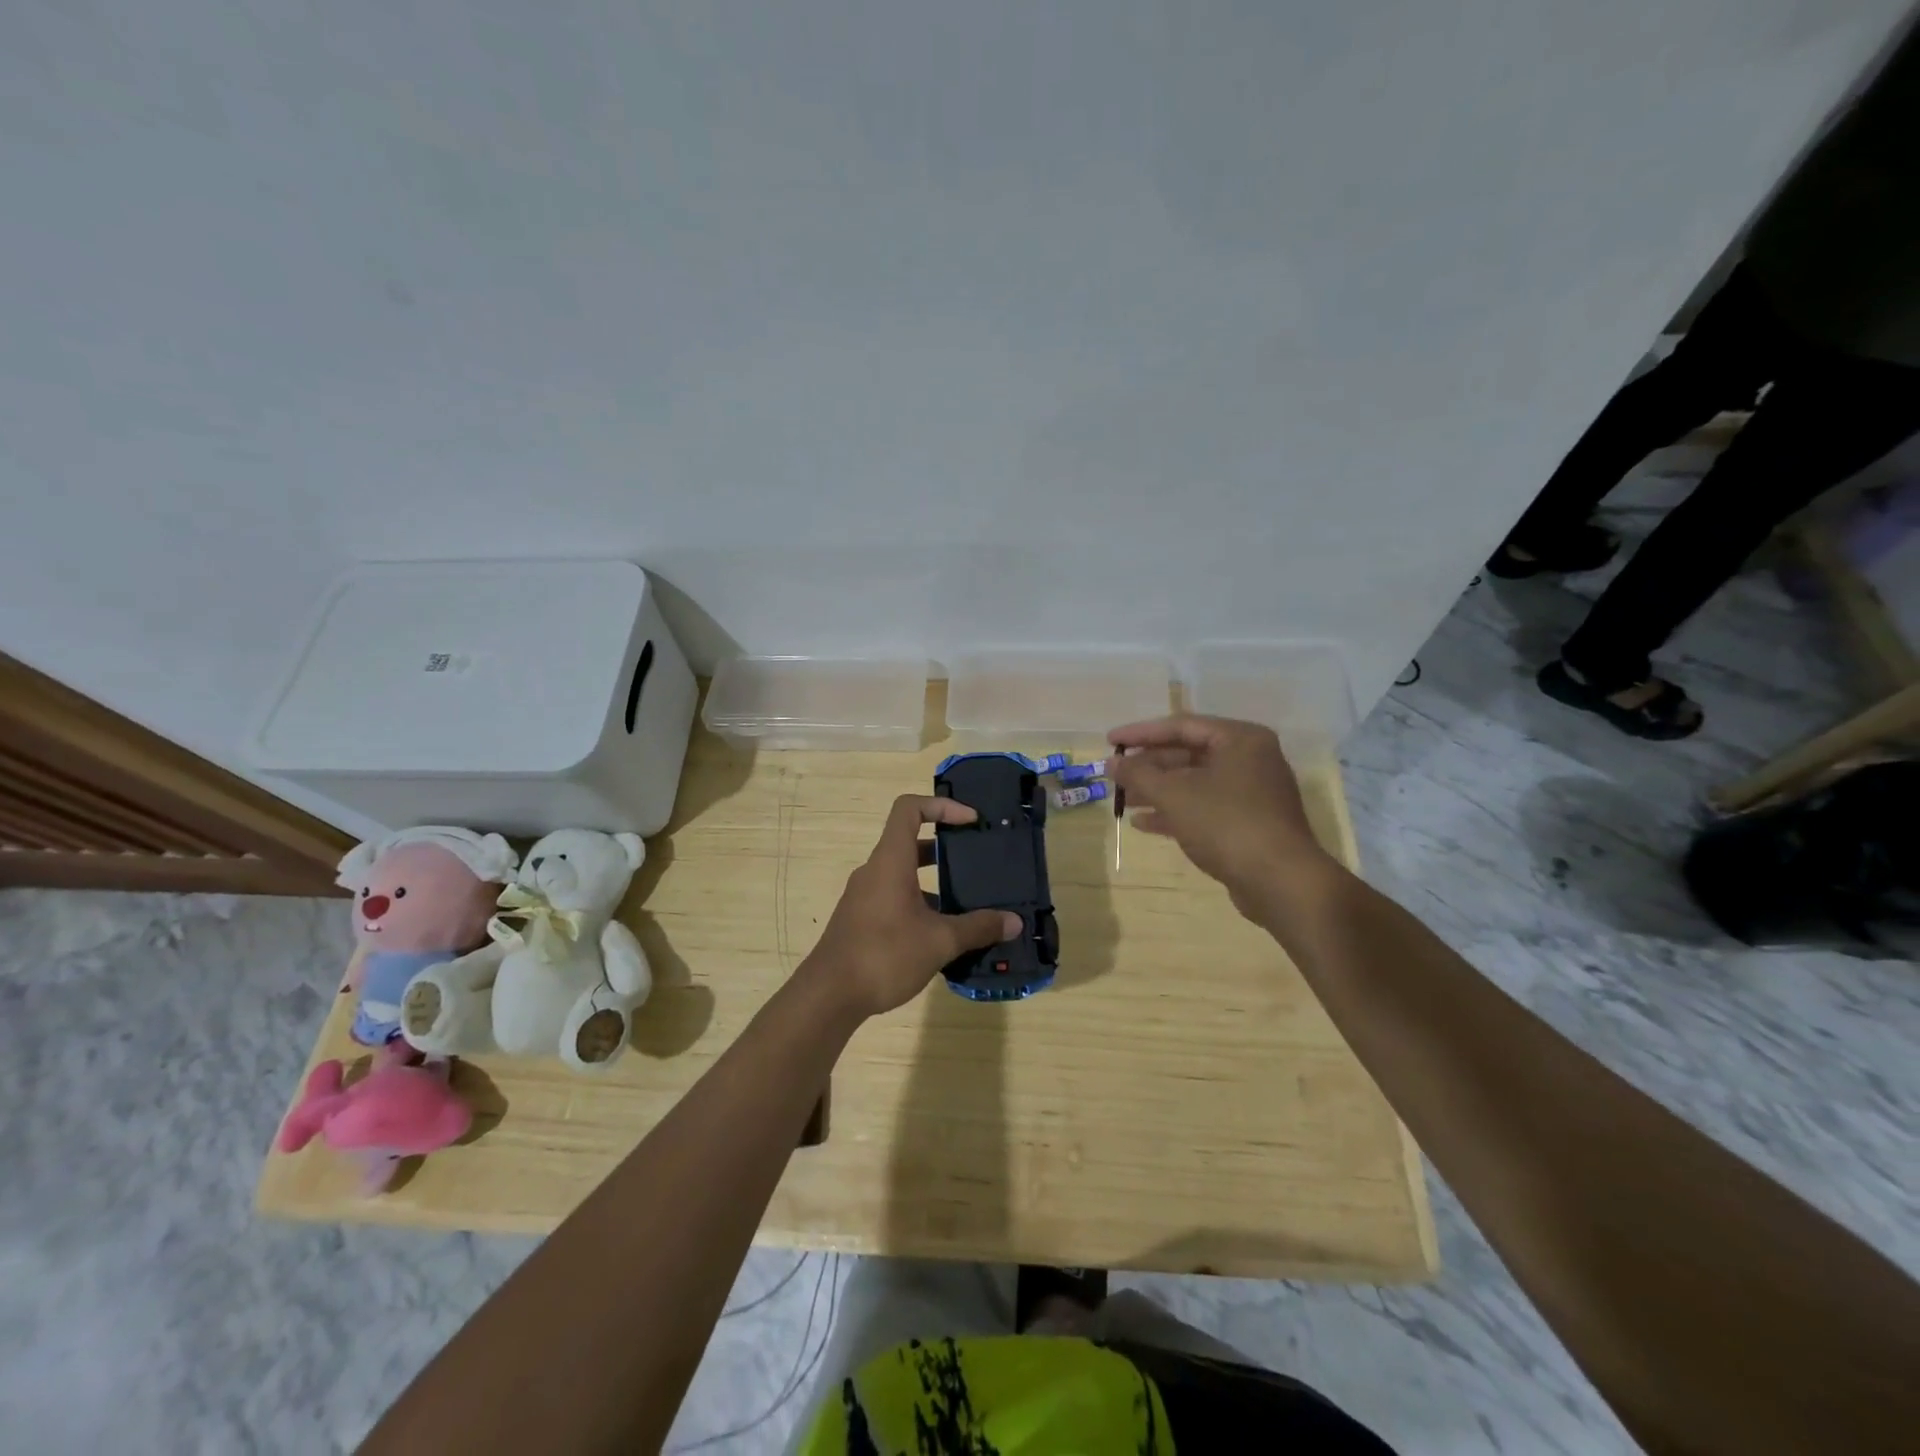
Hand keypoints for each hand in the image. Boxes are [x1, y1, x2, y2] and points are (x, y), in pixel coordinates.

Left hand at [801, 795, 1022, 1019]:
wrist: (828, 996)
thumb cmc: (884, 955)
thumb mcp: (940, 942)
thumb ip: (978, 928)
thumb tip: (1015, 922)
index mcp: (890, 861)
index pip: (910, 808)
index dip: (942, 805)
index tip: (970, 821)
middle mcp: (875, 870)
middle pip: (910, 841)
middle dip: (946, 847)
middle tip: (977, 860)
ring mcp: (865, 895)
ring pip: (903, 873)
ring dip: (934, 880)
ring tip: (968, 901)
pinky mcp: (861, 919)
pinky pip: (895, 896)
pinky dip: (920, 903)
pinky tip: (942, 933)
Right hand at [1107, 714, 1338, 919]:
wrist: (1280, 881)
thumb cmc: (1226, 824)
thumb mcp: (1174, 795)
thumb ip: (1139, 774)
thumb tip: (1111, 762)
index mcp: (1240, 739)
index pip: (1180, 726)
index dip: (1140, 733)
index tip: (1109, 742)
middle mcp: (1250, 759)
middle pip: (1188, 754)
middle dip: (1149, 766)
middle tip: (1115, 775)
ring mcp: (1252, 793)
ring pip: (1194, 783)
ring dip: (1157, 791)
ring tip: (1123, 800)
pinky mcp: (1249, 822)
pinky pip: (1205, 807)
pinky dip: (1175, 812)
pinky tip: (1143, 823)